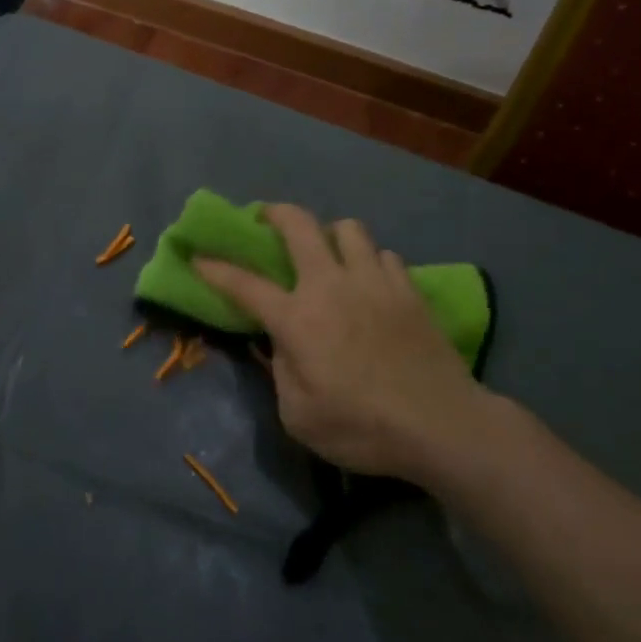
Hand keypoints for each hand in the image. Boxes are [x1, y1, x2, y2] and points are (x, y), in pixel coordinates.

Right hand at [195, 205, 492, 485]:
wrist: (442, 425)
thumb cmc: (362, 428)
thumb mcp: (299, 416)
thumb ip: (281, 371)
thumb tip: (280, 343)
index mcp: (297, 318)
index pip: (244, 284)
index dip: (216, 268)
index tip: (198, 256)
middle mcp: (331, 286)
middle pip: (300, 226)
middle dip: (276, 213)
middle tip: (267, 218)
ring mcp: (374, 282)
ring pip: (348, 229)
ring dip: (330, 234)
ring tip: (328, 252)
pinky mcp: (409, 289)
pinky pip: (384, 256)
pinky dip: (370, 261)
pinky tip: (370, 282)